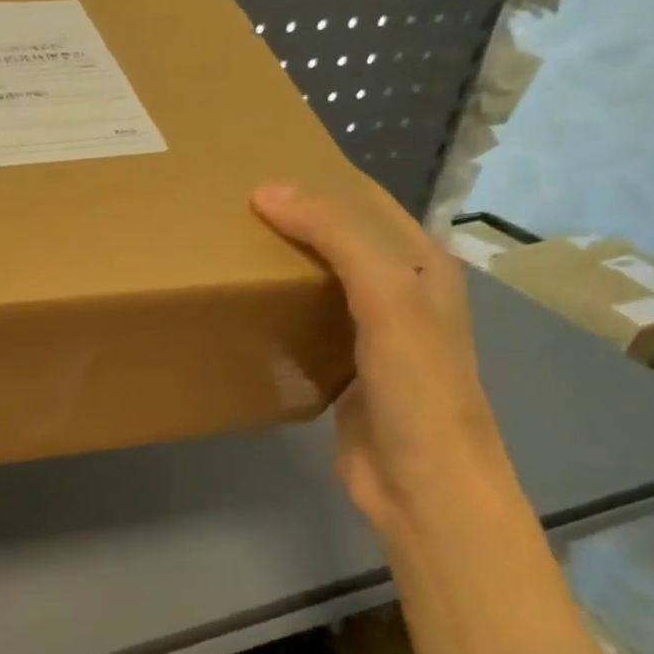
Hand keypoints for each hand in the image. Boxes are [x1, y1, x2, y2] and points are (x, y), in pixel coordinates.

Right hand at [252, 183, 508, 531]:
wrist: (422, 483)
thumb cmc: (417, 385)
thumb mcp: (386, 297)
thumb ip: (337, 238)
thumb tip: (267, 191)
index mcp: (423, 265)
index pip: (366, 202)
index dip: (320, 180)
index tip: (258, 169)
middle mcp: (400, 293)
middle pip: (342, 240)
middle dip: (295, 220)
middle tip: (232, 209)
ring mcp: (372, 335)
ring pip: (321, 283)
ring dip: (284, 265)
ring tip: (230, 248)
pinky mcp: (344, 371)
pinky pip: (307, 325)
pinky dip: (280, 310)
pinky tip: (247, 306)